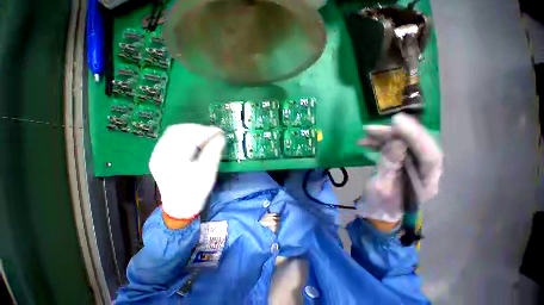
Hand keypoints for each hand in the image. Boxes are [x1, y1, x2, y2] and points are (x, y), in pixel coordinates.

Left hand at [149, 124, 224, 220]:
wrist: (180, 206)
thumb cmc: (196, 191)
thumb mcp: (208, 172)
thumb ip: (214, 152)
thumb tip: (220, 137)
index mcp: (172, 159)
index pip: (189, 137)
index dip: (206, 131)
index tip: (221, 131)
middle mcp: (160, 153)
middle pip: (178, 130)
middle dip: (199, 129)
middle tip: (214, 133)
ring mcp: (157, 154)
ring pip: (174, 132)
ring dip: (192, 131)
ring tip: (206, 135)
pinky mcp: (160, 155)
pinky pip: (171, 138)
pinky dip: (186, 135)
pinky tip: (196, 140)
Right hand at [356, 113, 442, 222]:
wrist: (376, 211)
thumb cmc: (378, 205)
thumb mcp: (380, 188)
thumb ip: (389, 167)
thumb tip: (396, 144)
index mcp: (425, 183)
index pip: (429, 156)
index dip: (416, 137)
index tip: (398, 122)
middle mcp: (424, 172)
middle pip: (416, 146)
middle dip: (396, 134)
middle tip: (375, 127)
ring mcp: (412, 166)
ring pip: (404, 144)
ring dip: (385, 136)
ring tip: (366, 131)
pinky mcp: (401, 163)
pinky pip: (393, 148)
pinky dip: (379, 143)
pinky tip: (364, 142)